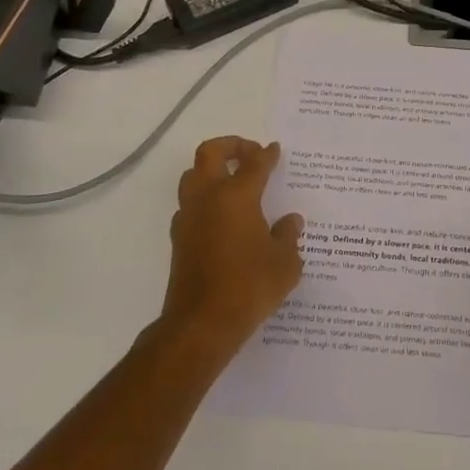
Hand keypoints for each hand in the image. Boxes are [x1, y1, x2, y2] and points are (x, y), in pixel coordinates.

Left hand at [158, 137, 303, 360]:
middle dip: (231, 145)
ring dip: (211, 170)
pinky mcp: (179, 238)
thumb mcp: (285, 263)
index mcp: (237, 196)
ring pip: (192, 175)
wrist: (201, 324)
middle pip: (210, 153)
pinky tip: (223, 216)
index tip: (275, 150)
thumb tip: (290, 221)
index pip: (254, 164)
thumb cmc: (249, 287)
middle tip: (250, 153)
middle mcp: (208, 198)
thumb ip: (288, 236)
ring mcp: (188, 217)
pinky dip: (205, 198)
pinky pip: (190, 204)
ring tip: (233, 180)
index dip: (267, 154)